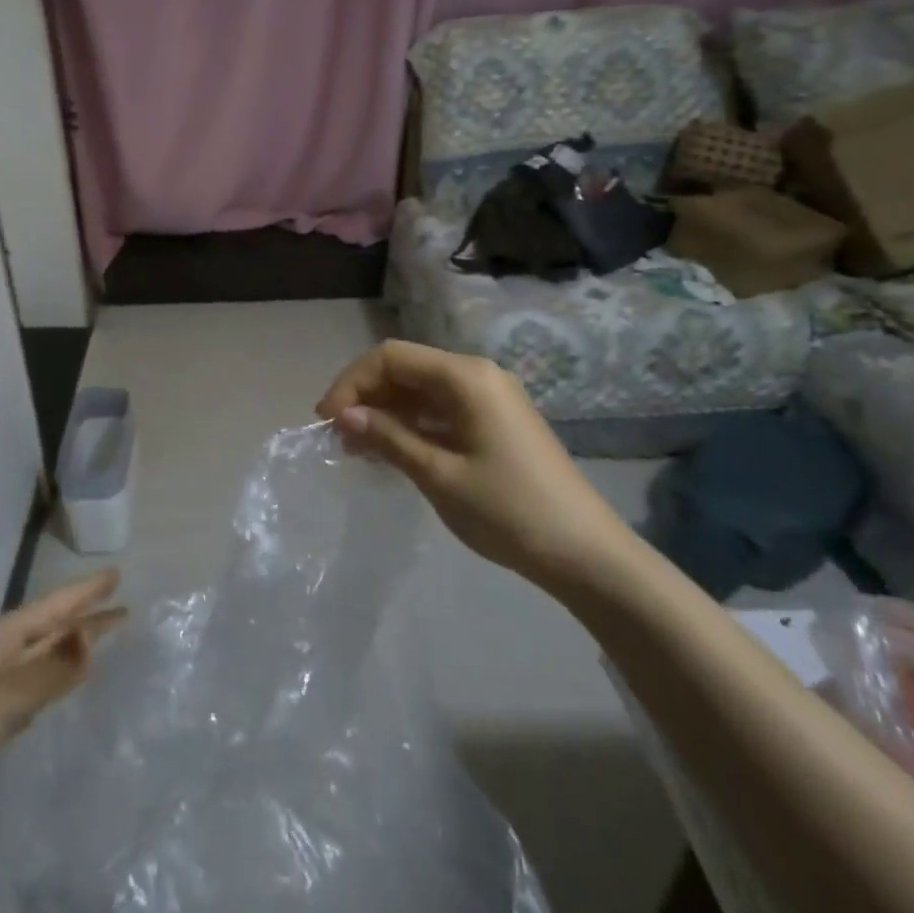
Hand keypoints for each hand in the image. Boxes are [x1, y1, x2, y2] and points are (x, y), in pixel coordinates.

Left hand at [0, 569, 125, 848]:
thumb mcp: (3, 696)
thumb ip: (50, 669)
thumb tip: (92, 634)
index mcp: (0, 636)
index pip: (54, 606)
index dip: (86, 592)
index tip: (116, 575)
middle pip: (50, 628)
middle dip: (84, 616)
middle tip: (122, 606)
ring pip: (42, 658)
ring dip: (70, 647)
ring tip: (100, 639)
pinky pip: (32, 689)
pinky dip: (53, 681)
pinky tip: (61, 687)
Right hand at [317, 341, 630, 588]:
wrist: (587, 555)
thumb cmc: (508, 510)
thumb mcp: (438, 474)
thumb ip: (388, 437)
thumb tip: (343, 415)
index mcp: (466, 376)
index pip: (391, 357)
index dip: (352, 383)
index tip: (326, 421)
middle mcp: (478, 375)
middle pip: (406, 369)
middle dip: (367, 397)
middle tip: (338, 439)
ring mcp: (490, 399)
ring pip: (422, 391)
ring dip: (386, 413)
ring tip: (358, 449)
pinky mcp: (496, 423)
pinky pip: (442, 410)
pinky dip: (412, 426)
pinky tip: (392, 453)